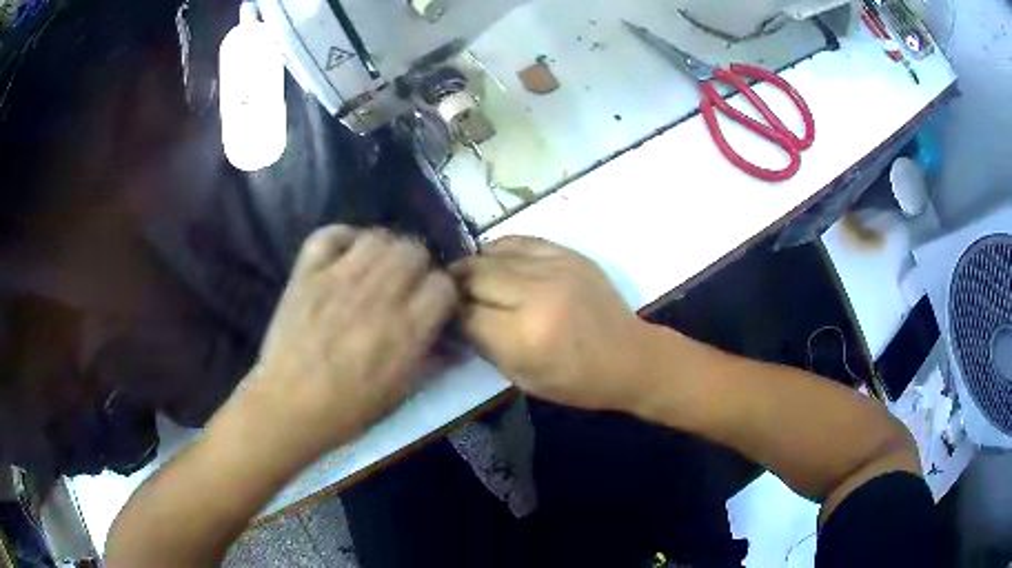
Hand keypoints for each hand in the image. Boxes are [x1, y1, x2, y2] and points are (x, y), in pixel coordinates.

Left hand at [241, 226, 457, 456]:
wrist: (289, 407)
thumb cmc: (349, 409)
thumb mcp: (402, 392)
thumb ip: (432, 359)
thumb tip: (453, 340)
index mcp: (407, 329)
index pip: (443, 284)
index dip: (442, 292)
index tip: (432, 303)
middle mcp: (378, 296)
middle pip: (414, 250)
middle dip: (416, 265)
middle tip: (404, 283)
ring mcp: (339, 279)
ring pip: (377, 237)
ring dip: (384, 249)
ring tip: (375, 267)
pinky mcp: (307, 274)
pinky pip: (329, 234)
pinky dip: (342, 237)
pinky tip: (345, 255)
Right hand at [453, 237, 650, 411]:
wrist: (630, 357)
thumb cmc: (577, 381)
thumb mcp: (523, 378)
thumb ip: (487, 346)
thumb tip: (459, 318)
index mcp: (524, 335)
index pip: (467, 314)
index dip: (451, 316)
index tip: (447, 319)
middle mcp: (536, 294)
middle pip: (474, 276)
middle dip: (456, 286)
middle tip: (449, 294)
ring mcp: (554, 268)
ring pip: (492, 255)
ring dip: (474, 266)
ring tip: (468, 277)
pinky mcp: (568, 254)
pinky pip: (519, 240)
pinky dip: (499, 250)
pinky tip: (494, 260)